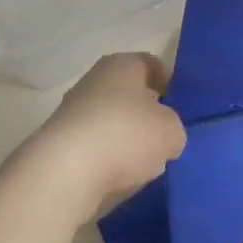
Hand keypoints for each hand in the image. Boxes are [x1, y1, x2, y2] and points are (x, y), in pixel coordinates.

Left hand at [7, 53, 186, 221]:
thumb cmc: (125, 135)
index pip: (152, 65)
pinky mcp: (60, 144)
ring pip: (113, 123)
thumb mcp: (172, 131)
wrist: (65, 173)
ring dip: (128, 142)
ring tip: (145, 165)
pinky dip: (108, 161)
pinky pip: (95, 148)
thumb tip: (164, 137)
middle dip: (148, 116)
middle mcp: (94, 81)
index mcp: (122, 64)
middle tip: (167, 139)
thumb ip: (174, 128)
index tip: (182, 110)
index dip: (170, 85)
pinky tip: (119, 179)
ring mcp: (73, 112)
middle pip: (130, 95)